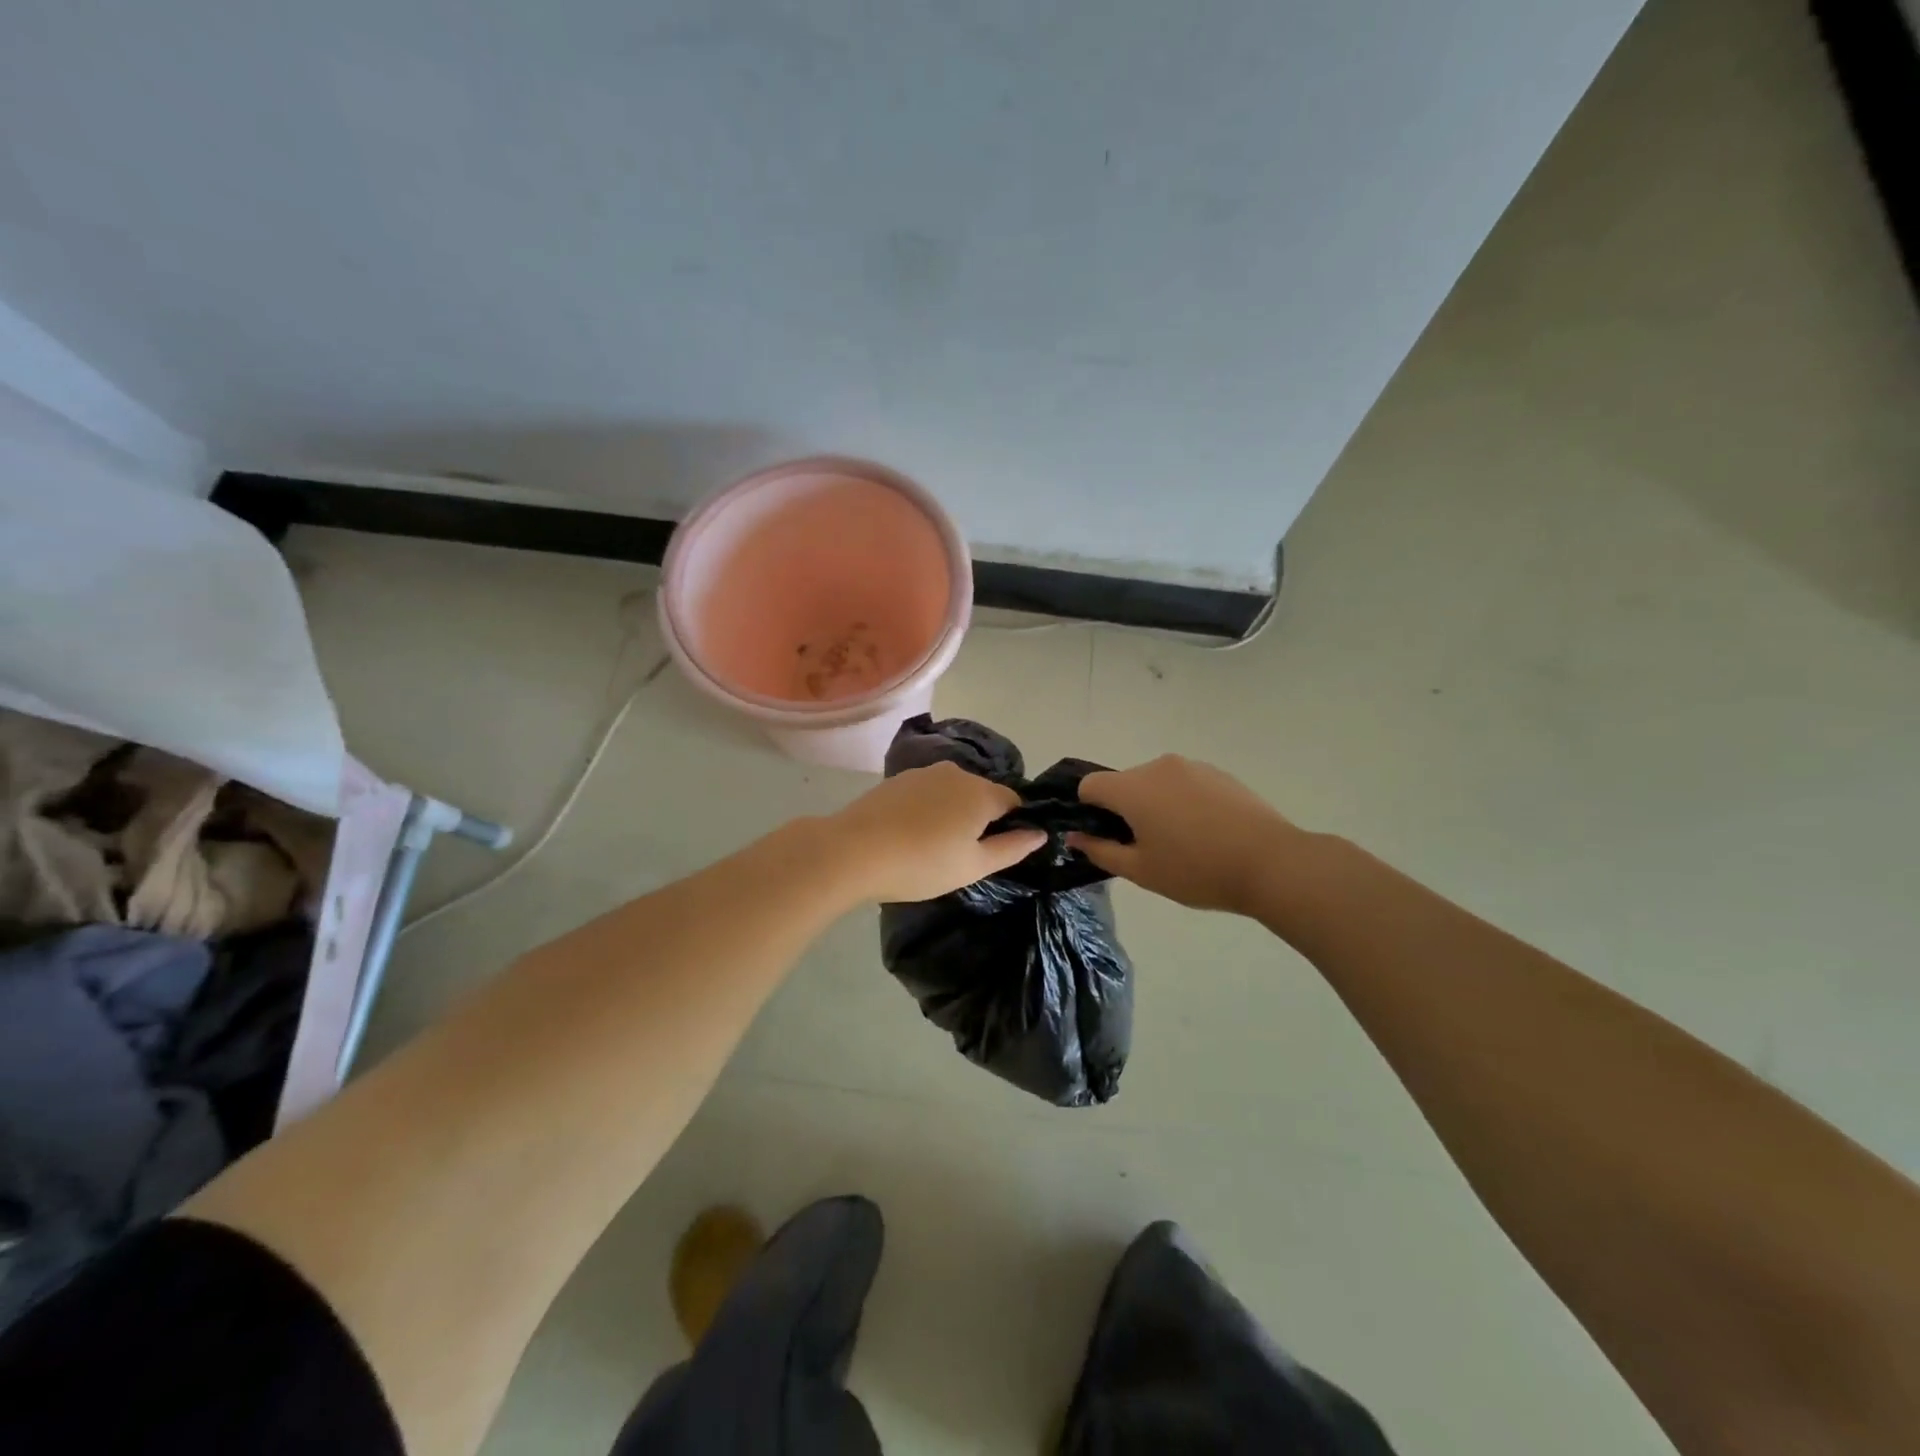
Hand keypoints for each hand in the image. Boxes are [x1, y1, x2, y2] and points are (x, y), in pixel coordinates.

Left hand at [828, 763, 1046, 902]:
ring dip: (952, 813)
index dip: (1012, 826)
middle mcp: (956, 772)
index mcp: (981, 792)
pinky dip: (927, 809)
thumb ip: (1012, 848)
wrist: (853, 851)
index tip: (996, 852)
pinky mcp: (897, 780)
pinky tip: (910, 834)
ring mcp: (923, 772)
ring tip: (933, 847)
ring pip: (952, 792)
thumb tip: (1040, 833)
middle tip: (963, 855)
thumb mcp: (974, 865)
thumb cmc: (922, 863)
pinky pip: (927, 793)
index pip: (1014, 802)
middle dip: (981, 819)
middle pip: (982, 794)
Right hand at [1068, 755, 1301, 915]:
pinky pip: (1184, 784)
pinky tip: (1207, 833)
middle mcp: (1158, 767)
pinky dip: (1183, 802)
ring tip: (1182, 843)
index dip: (1088, 811)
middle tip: (1146, 848)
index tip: (1107, 838)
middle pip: (1124, 783)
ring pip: (1155, 783)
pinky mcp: (1219, 773)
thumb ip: (1100, 851)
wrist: (1272, 863)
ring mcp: (1192, 767)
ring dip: (1155, 805)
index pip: (1089, 785)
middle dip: (1124, 810)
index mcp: (1132, 788)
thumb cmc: (1197, 870)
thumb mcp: (1141, 871)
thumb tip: (1074, 837)